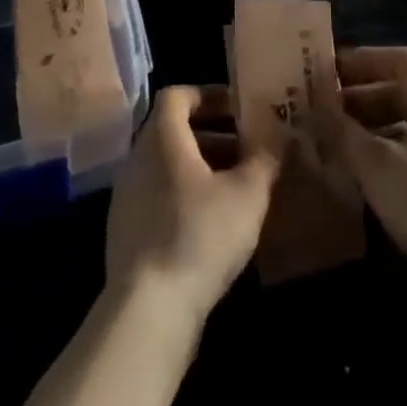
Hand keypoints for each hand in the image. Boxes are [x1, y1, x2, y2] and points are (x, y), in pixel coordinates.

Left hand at [104, 85, 279, 329]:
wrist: (147, 310)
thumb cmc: (199, 235)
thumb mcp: (247, 194)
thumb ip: (265, 159)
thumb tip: (280, 137)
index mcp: (162, 137)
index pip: (178, 95)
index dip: (209, 95)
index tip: (239, 109)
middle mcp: (137, 158)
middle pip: (174, 131)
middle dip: (213, 135)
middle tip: (247, 150)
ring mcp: (126, 196)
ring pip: (167, 166)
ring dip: (201, 169)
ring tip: (237, 189)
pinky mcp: (125, 232)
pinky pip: (158, 197)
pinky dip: (185, 197)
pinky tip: (212, 225)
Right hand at [326, 47, 406, 304]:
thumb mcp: (375, 161)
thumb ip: (340, 129)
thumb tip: (313, 106)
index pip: (399, 59)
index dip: (361, 60)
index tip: (326, 70)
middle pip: (401, 91)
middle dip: (359, 97)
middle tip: (319, 106)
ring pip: (403, 125)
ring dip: (367, 128)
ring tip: (329, 138)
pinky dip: (382, 154)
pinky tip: (354, 171)